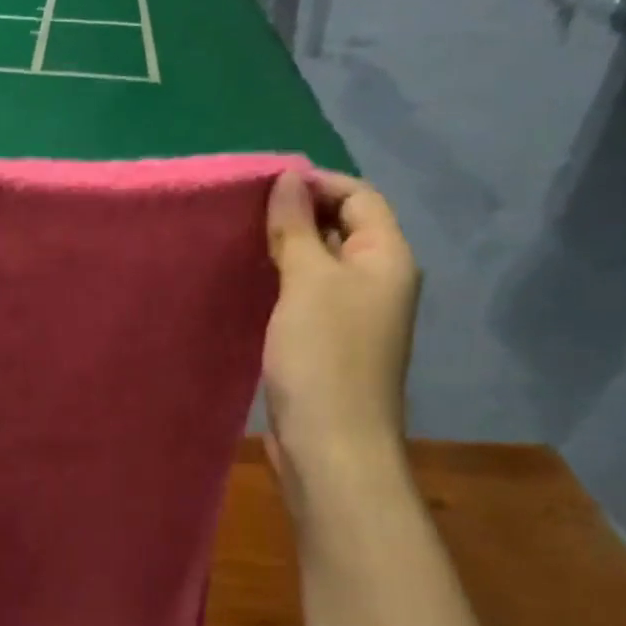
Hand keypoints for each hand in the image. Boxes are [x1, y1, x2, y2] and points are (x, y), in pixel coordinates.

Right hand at [262, 170, 420, 467]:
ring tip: (239, 241)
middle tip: (242, 212)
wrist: (331, 447)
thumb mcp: (307, 282)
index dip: (315, 184)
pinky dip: (282, 281)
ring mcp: (354, 314)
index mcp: (386, 257)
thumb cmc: (324, 357)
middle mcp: (377, 280)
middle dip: (297, 214)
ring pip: (321, 263)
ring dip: (286, 248)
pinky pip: (308, 295)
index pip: (359, 196)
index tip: (262, 187)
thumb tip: (288, 178)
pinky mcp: (330, 341)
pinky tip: (249, 281)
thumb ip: (297, 227)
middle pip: (342, 227)